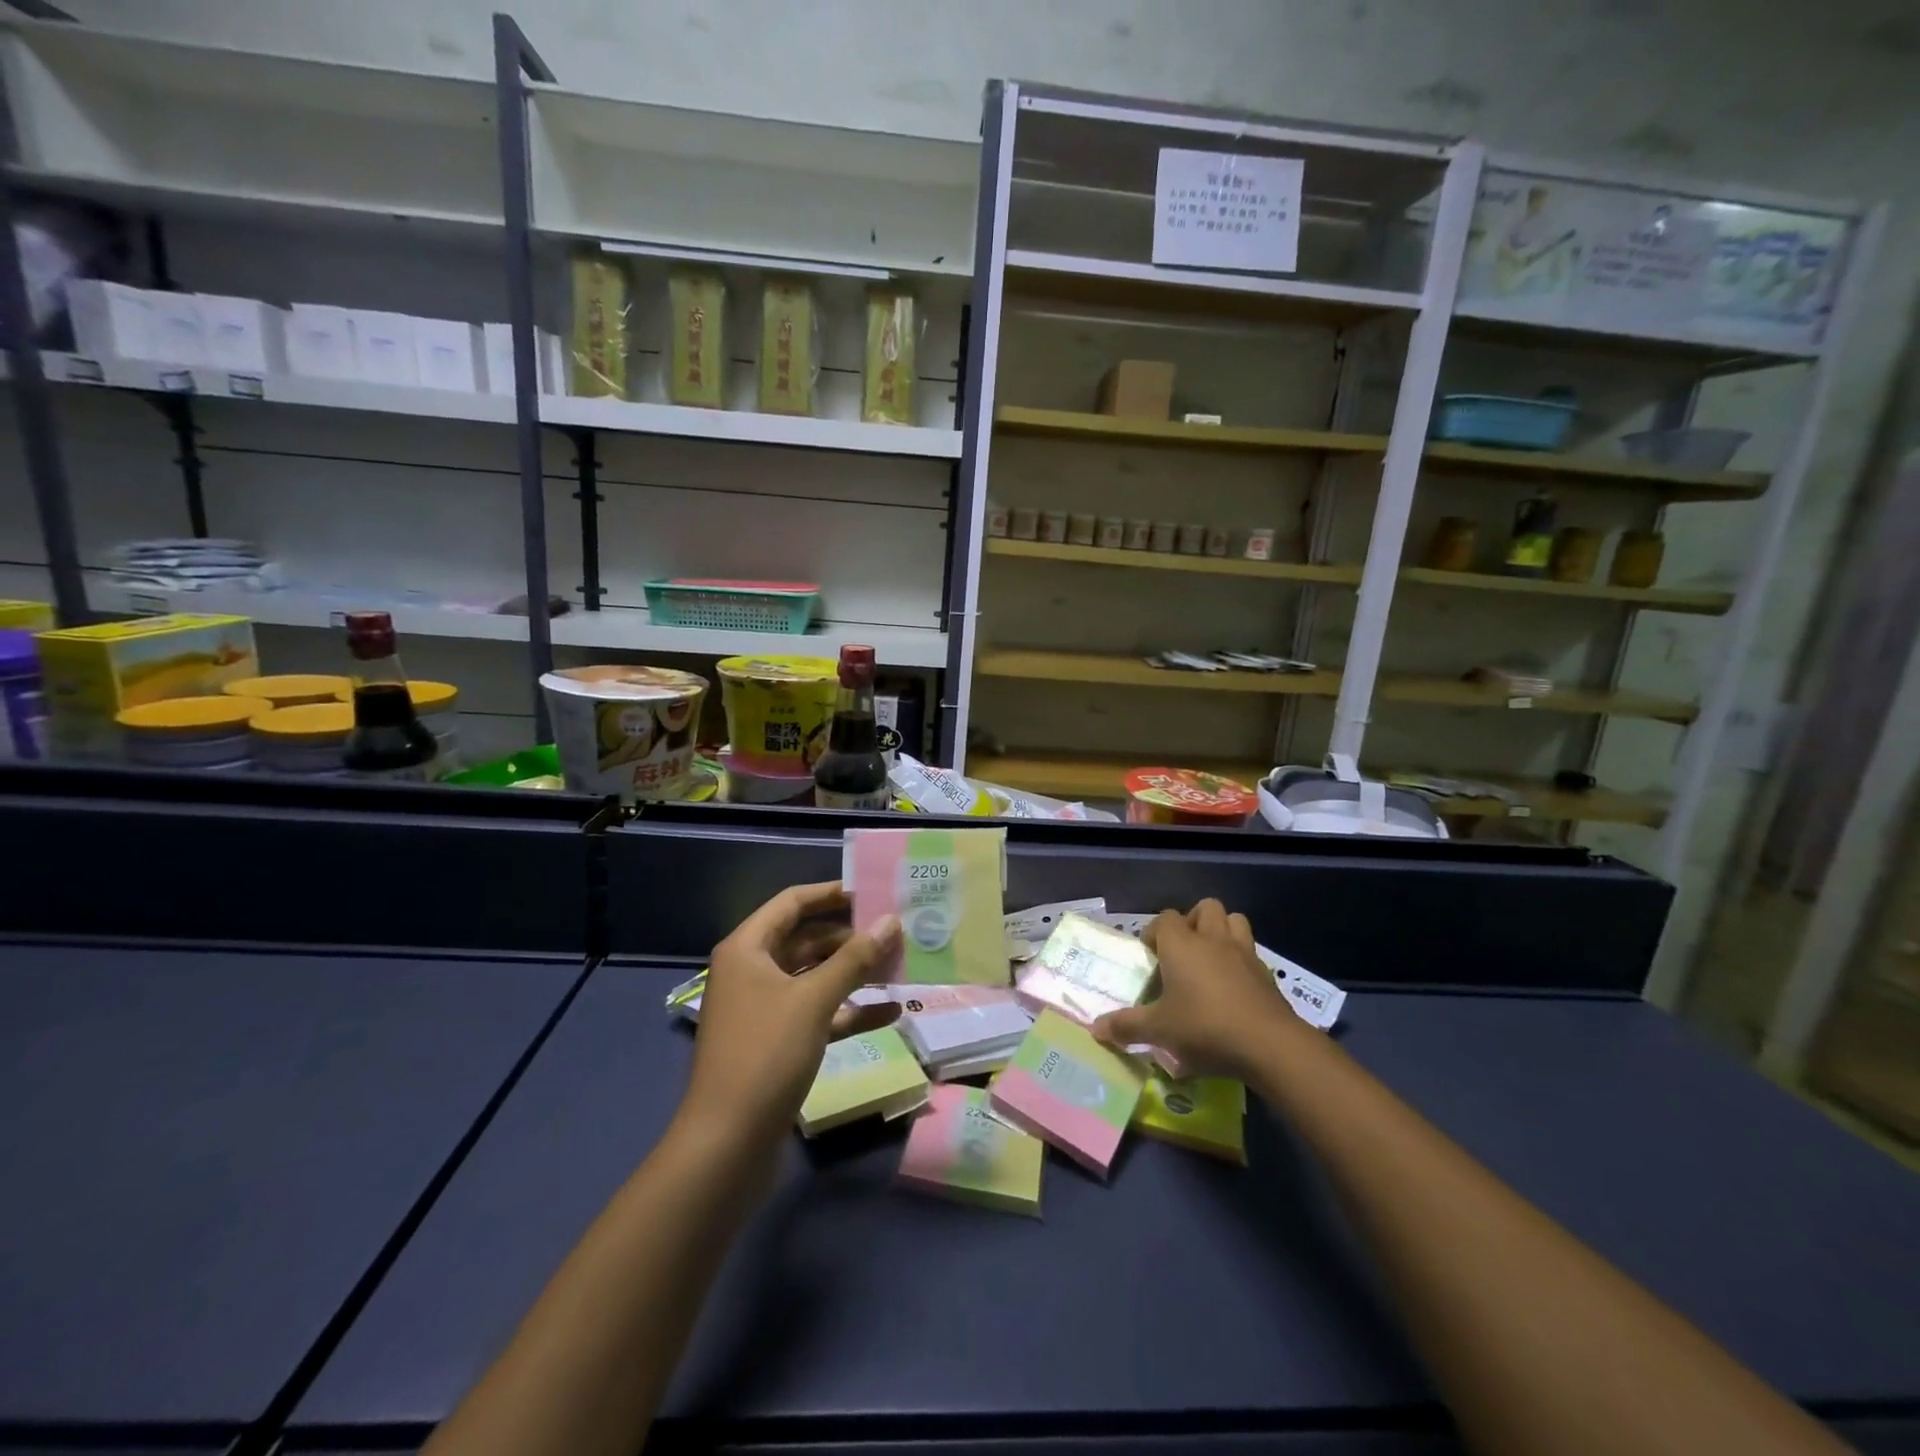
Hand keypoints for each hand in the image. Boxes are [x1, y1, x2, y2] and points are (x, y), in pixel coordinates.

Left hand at [681, 881, 901, 1149]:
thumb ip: (855, 959)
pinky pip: (818, 1013)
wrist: (727, 1144)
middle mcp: (753, 971)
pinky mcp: (778, 1042)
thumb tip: (891, 921)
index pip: (792, 903)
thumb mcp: (814, 1000)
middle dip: (850, 938)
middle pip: (806, 940)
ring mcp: (765, 1009)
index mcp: (748, 949)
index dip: (831, 894)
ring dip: (853, 974)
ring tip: (899, 968)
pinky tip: (890, 1013)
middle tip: (895, 934)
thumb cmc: (765, 1055)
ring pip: (815, 978)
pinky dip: (849, 1011)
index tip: (872, 892)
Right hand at [1092, 898, 1297, 1078]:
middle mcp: (1213, 939)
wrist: (1269, 1045)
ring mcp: (1244, 953)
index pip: (1164, 919)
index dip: (1154, 933)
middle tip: (1182, 951)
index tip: (1150, 957)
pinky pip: (1252, 953)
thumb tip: (1095, 1029)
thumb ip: (1126, 1026)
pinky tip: (1234, 988)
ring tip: (1210, 959)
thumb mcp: (1159, 1031)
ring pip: (1234, 921)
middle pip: (1205, 908)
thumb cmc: (1204, 1027)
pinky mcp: (1267, 974)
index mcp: (1182, 945)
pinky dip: (1241, 961)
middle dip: (1193, 922)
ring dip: (1222, 932)